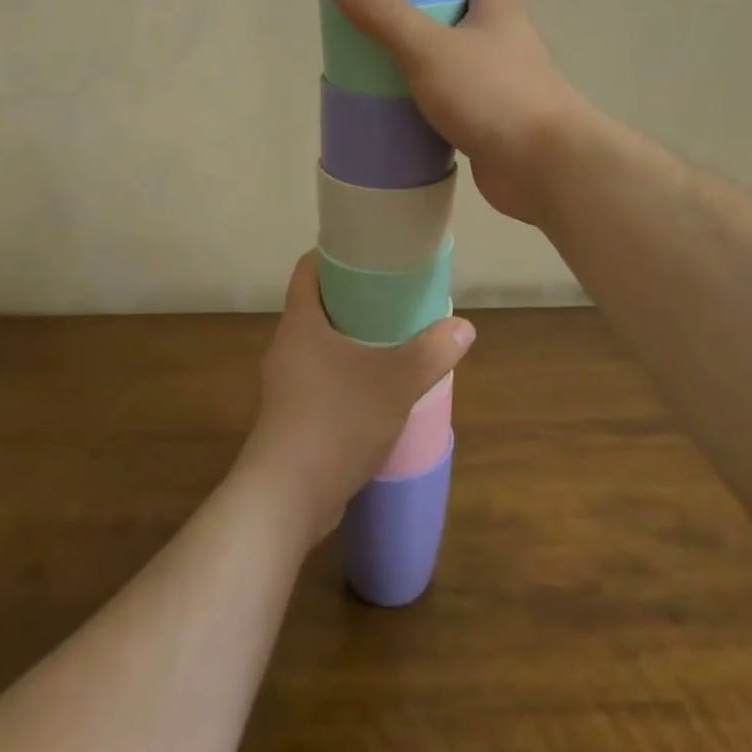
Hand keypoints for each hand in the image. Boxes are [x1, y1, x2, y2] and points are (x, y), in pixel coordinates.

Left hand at [236, 252, 474, 548]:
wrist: (287, 498)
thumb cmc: (336, 421)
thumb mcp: (395, 382)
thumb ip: (432, 352)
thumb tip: (464, 327)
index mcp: (301, 322)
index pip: (309, 268)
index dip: (336, 254)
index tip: (370, 253)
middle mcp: (287, 346)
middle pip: (318, 305)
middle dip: (354, 298)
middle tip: (394, 296)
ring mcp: (286, 383)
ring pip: (320, 344)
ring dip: (352, 339)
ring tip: (392, 340)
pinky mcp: (292, 416)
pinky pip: (321, 378)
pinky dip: (346, 373)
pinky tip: (376, 388)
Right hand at [327, 0, 586, 225]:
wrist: (545, 169)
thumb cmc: (494, 95)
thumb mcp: (431, 49)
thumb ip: (387, 15)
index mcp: (497, 4)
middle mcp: (501, 34)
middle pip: (456, 3)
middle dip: (415, 1)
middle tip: (370, 5)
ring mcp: (497, 75)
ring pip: (450, 50)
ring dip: (416, 49)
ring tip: (371, 49)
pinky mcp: (488, 114)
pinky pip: (449, 91)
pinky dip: (423, 91)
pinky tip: (392, 98)